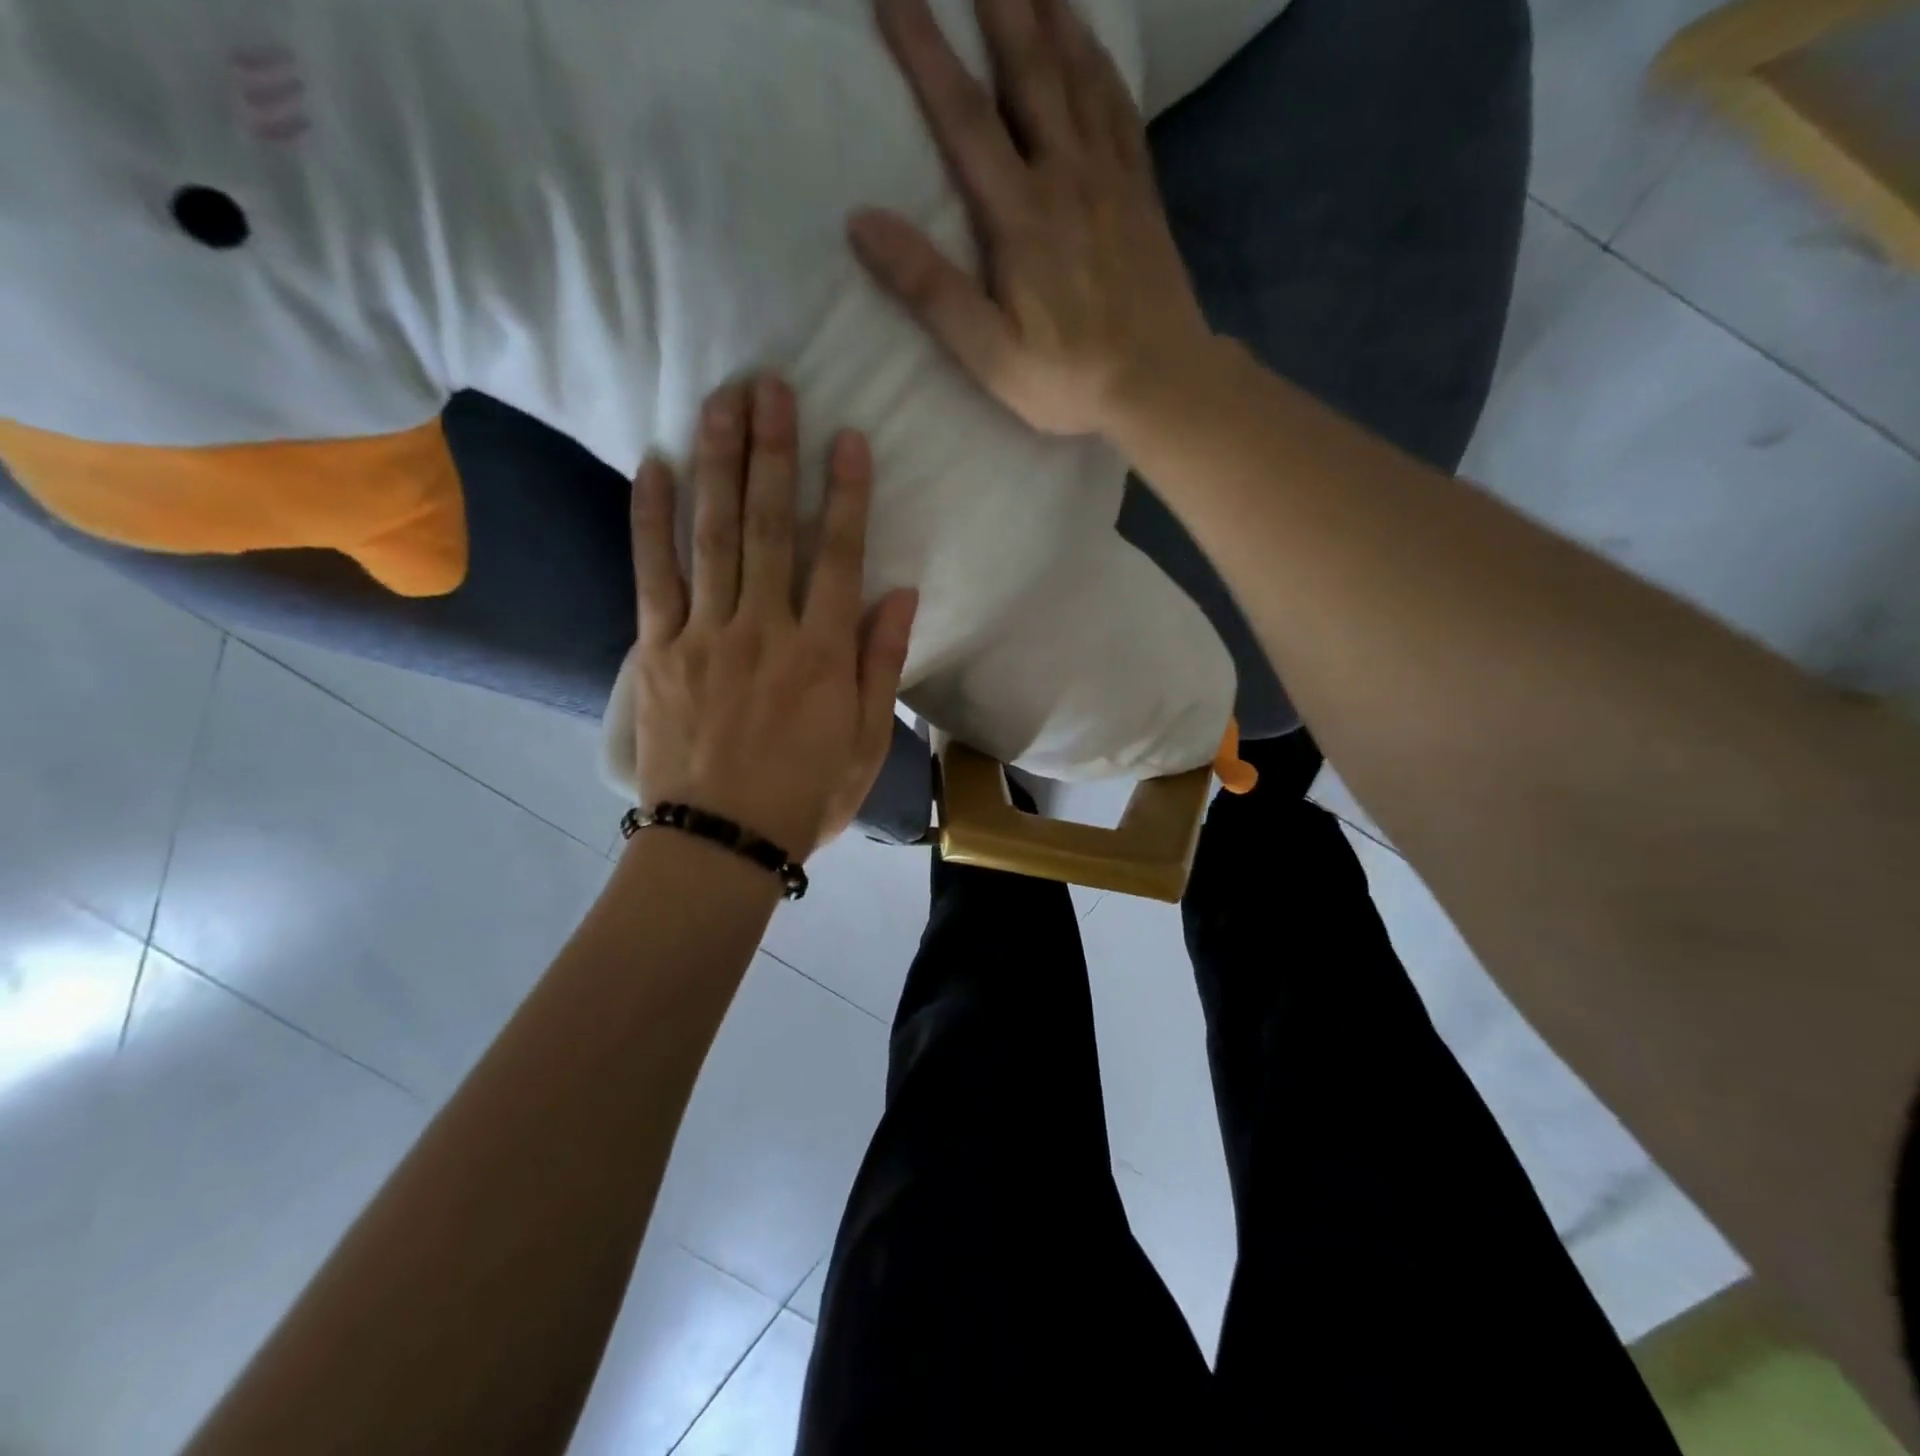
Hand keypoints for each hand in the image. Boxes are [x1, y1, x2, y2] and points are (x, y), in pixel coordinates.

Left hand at [629, 376, 918, 859]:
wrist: (720, 842)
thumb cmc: (805, 795)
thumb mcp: (866, 742)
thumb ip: (881, 664)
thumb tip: (899, 593)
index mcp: (821, 655)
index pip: (837, 558)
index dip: (845, 495)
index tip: (847, 438)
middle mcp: (764, 630)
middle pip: (768, 528)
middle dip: (773, 453)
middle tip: (771, 386)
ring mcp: (704, 636)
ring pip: (712, 537)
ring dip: (717, 464)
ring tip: (720, 402)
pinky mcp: (658, 651)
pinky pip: (652, 575)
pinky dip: (651, 521)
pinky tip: (653, 468)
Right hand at [849, 0, 1214, 438]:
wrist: (1160, 384)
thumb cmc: (1068, 378)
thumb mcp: (988, 353)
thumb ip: (930, 289)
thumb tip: (862, 222)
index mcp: (1021, 216)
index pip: (964, 116)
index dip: (926, 49)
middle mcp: (1066, 177)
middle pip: (1028, 69)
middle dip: (997, 1)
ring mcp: (1110, 180)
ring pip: (1079, 73)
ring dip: (1051, 12)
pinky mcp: (1142, 194)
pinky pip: (1119, 108)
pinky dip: (1102, 64)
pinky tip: (1092, 42)